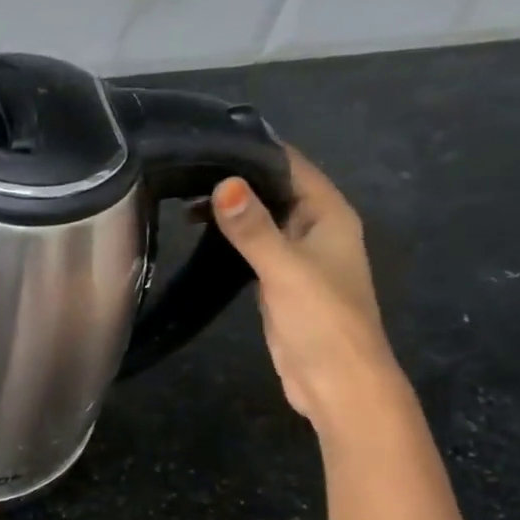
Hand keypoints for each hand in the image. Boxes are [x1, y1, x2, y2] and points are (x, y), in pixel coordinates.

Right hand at [211, 146, 403, 432]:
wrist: (336, 380)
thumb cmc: (321, 319)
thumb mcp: (284, 269)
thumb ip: (253, 228)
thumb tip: (224, 183)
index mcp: (329, 216)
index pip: (292, 167)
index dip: (256, 151)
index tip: (209, 139)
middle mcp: (316, 229)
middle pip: (275, 191)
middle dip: (236, 179)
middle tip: (184, 168)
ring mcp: (298, 257)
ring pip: (262, 220)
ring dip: (231, 209)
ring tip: (183, 199)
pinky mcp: (280, 282)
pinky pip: (254, 248)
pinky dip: (231, 238)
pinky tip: (201, 236)